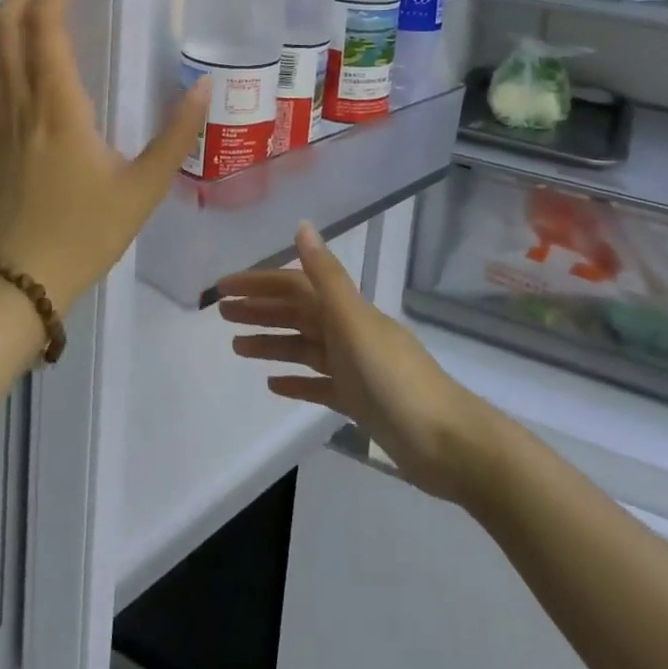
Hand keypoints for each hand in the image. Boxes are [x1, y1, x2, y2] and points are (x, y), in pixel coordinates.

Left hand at [0, 0, 210, 308]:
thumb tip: (206, 88)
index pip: (46, 26)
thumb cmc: (84, 235)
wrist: (18, 284)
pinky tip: (30, 31)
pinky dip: (10, 30)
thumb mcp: (144, 189)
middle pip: (9, 21)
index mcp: (58, 108)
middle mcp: (22, 101)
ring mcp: (3, 115)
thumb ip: (176, 135)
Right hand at [218, 225, 490, 501]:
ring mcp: (355, 367)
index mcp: (346, 310)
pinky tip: (273, 384)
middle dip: (259, 309)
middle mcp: (348, 331)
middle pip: (296, 313)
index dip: (259, 283)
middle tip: (220, 313)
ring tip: (236, 347)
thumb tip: (302, 226)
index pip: (294, 287)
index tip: (223, 288)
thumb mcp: (355, 323)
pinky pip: (319, 383)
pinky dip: (296, 379)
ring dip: (271, 342)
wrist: (447, 443)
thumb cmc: (395, 380)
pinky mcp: (360, 402)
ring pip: (304, 347)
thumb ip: (326, 277)